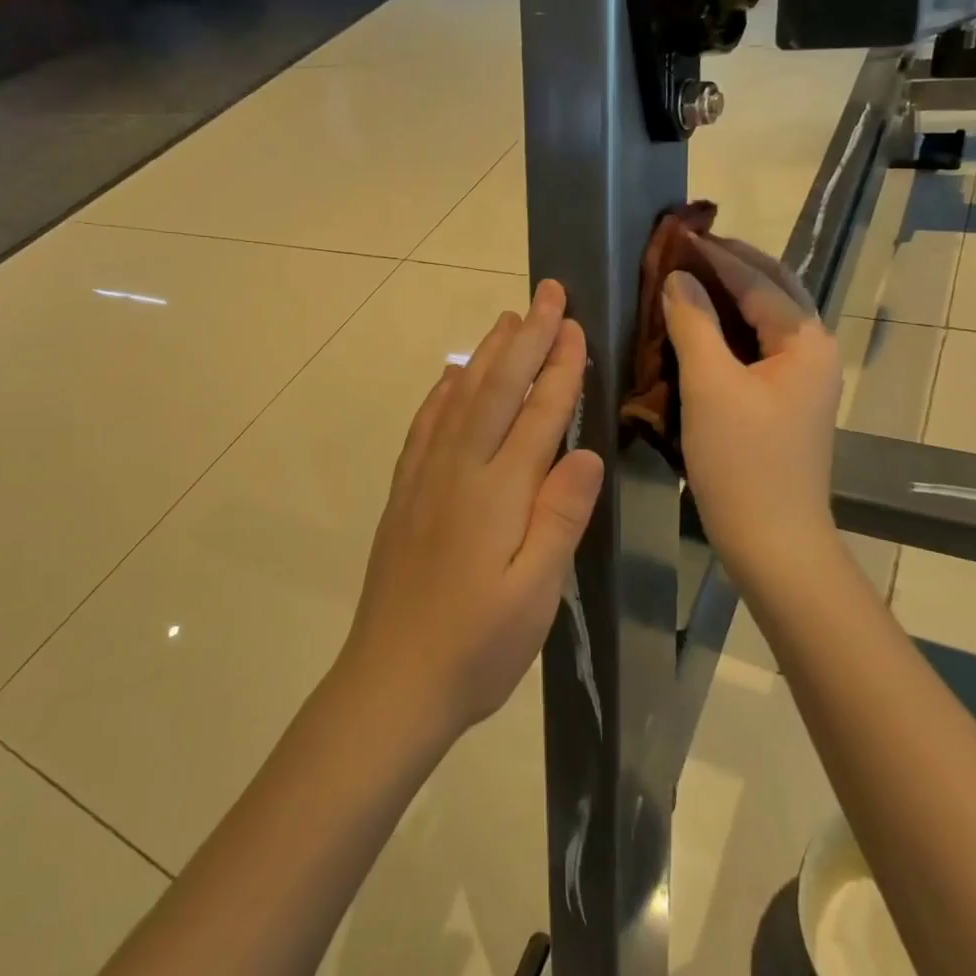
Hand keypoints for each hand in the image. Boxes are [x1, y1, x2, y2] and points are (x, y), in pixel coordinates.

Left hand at [343, 280, 604, 743]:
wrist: (391, 683)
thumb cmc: (477, 647)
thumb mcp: (535, 594)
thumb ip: (559, 517)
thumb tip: (584, 451)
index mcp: (498, 492)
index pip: (538, 413)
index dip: (559, 367)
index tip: (575, 324)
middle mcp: (460, 470)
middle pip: (497, 388)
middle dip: (526, 337)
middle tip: (546, 292)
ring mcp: (426, 478)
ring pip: (460, 396)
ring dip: (487, 353)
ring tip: (506, 318)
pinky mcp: (406, 493)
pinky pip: (426, 425)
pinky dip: (443, 390)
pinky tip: (451, 375)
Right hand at [663, 237, 840, 575]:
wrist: (773, 541)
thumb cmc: (742, 461)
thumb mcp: (710, 386)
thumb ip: (693, 323)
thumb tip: (677, 278)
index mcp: (805, 341)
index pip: (758, 280)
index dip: (716, 255)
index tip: (677, 235)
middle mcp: (813, 351)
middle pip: (773, 291)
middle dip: (732, 265)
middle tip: (687, 248)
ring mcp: (803, 379)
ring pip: (765, 320)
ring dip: (730, 295)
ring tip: (688, 278)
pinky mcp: (786, 401)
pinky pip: (757, 347)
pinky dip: (729, 329)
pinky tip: (699, 327)